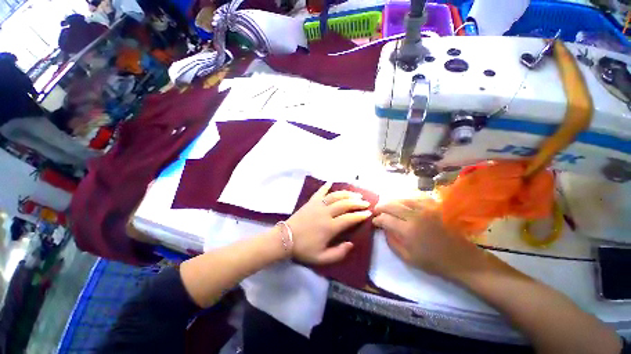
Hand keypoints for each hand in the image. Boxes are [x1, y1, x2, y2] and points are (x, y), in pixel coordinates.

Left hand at [287, 182, 371, 264]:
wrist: (285, 238)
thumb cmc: (303, 248)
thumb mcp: (321, 258)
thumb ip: (338, 253)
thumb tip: (351, 244)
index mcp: (330, 227)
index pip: (349, 218)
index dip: (360, 215)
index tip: (369, 213)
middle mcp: (326, 213)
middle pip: (345, 204)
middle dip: (357, 202)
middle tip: (366, 202)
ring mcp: (318, 205)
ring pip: (335, 196)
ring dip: (347, 194)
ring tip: (355, 194)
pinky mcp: (311, 202)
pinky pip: (319, 192)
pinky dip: (325, 186)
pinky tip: (330, 182)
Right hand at [372, 198, 488, 281]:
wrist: (462, 259)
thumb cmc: (434, 262)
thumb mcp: (407, 258)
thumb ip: (391, 241)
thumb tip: (383, 228)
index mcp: (408, 231)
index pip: (385, 219)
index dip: (377, 219)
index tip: (374, 221)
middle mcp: (415, 216)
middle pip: (391, 205)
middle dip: (380, 207)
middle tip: (376, 210)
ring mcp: (426, 209)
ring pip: (402, 199)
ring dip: (392, 202)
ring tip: (387, 206)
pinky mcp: (435, 207)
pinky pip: (416, 197)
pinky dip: (406, 199)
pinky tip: (403, 203)